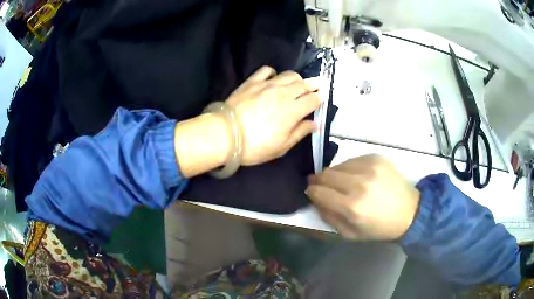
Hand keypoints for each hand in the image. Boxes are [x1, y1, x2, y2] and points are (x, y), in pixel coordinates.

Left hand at [225, 66, 321, 165]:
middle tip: (319, 83)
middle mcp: (283, 93)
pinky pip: (267, 71)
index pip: (312, 100)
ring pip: (289, 75)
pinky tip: (273, 78)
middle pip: (304, 84)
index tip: (323, 96)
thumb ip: (300, 132)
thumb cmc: (255, 146)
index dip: (320, 98)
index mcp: (293, 111)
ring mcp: (267, 85)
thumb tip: (315, 124)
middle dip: (314, 84)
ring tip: (299, 82)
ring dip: (297, 78)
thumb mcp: (281, 146)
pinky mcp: (252, 82)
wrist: (225, 135)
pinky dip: (274, 73)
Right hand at [306, 154, 419, 240]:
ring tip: (343, 183)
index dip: (311, 192)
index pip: (318, 191)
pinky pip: (353, 160)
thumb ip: (328, 217)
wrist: (409, 211)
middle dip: (319, 181)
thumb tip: (315, 199)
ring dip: (335, 174)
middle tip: (322, 185)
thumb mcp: (350, 234)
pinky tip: (358, 177)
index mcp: (352, 207)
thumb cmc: (379, 227)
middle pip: (325, 174)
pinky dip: (350, 168)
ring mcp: (370, 167)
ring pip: (338, 165)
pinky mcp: (377, 158)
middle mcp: (359, 184)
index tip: (312, 192)